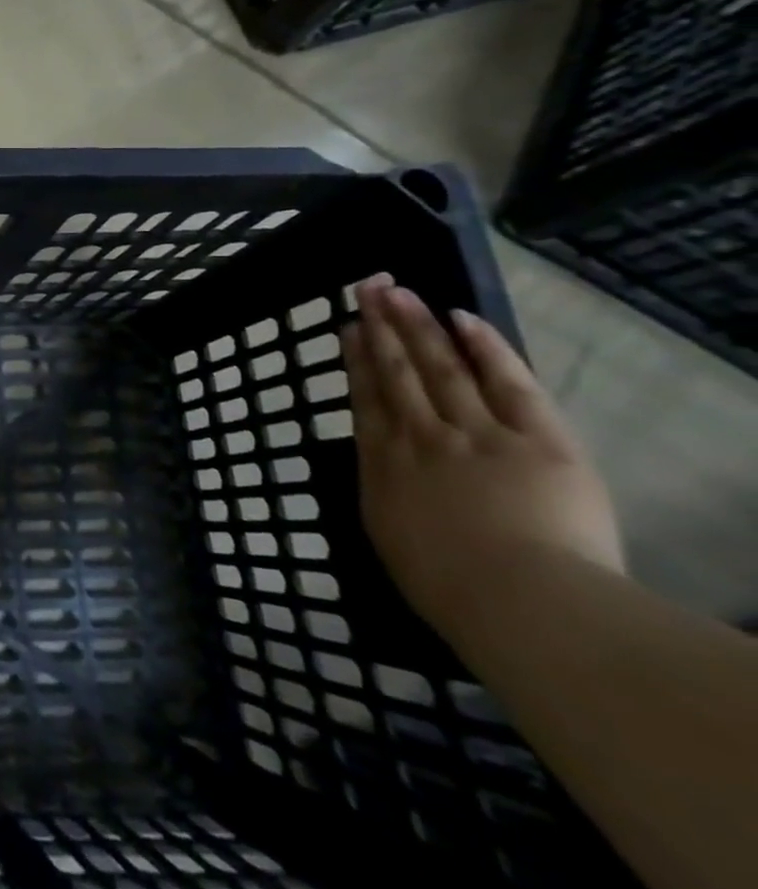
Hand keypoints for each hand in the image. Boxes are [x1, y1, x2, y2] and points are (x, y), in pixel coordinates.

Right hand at [343, 275, 623, 648]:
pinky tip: (464, 319)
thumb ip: (384, 492)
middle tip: (369, 287)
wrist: (519, 600)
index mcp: (384, 463)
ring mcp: (476, 432)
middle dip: (382, 327)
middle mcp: (421, 436)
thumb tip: (380, 465)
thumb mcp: (389, 536)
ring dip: (418, 325)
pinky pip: (507, 384)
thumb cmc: (447, 586)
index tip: (351, 327)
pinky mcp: (536, 439)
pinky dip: (485, 349)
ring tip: (400, 291)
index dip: (357, 360)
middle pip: (397, 371)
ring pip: (440, 367)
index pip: (367, 398)